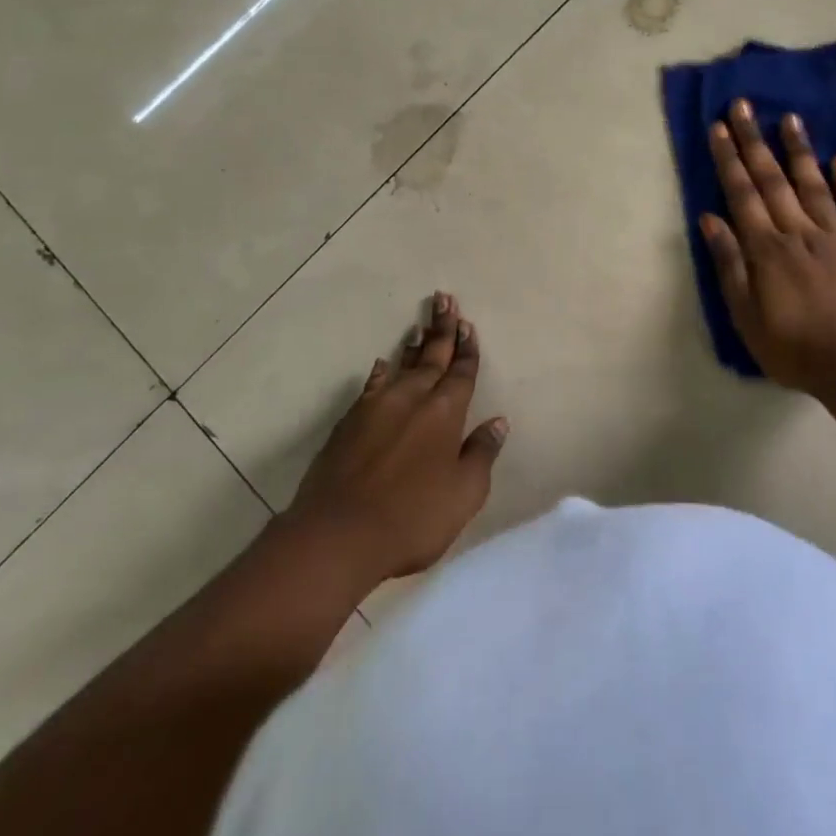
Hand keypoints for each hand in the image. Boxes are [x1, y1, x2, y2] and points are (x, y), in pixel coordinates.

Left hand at [288, 293, 507, 582]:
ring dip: (414, 346)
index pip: (462, 373)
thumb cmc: (412, 517)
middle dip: (442, 329)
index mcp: (445, 413)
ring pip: (402, 366)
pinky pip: (372, 386)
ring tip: (419, 327)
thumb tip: (497, 422)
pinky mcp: (350, 422)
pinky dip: (381, 373)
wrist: (338, 535)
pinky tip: (383, 364)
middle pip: (432, 356)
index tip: (468, 324)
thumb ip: (482, 454)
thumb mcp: (464, 493)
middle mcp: (412, 399)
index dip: (467, 349)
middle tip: (445, 299)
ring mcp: (377, 407)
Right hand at [701, 99, 835, 394]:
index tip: (720, 127)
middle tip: (744, 105)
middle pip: (774, 181)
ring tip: (790, 118)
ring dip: (800, 151)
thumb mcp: (746, 316)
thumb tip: (711, 218)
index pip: (743, 195)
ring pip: (815, 186)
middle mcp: (800, 233)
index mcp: (768, 250)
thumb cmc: (793, 348)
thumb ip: (729, 265)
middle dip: (755, 142)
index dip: (730, 159)